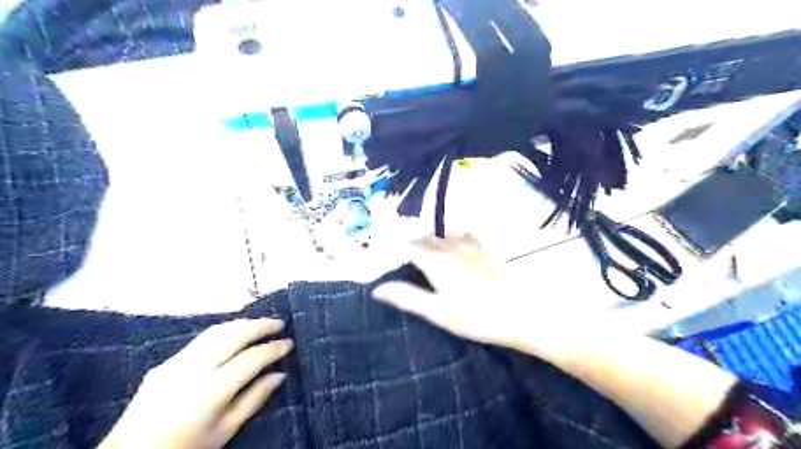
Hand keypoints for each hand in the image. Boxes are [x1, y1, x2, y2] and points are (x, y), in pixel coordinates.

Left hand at [99, 319, 293, 448]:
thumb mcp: (225, 431)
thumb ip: (254, 399)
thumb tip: (279, 375)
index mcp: (211, 391)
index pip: (251, 359)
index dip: (273, 349)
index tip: (289, 343)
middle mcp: (193, 369)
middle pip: (234, 335)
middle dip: (260, 326)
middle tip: (280, 323)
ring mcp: (176, 363)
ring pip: (216, 331)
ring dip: (242, 323)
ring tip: (261, 323)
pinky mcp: (165, 363)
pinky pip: (201, 339)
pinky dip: (224, 331)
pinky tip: (233, 334)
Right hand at [371, 236, 536, 350]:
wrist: (525, 310)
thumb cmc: (478, 316)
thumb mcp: (439, 312)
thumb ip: (407, 297)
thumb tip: (377, 289)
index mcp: (436, 261)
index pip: (409, 245)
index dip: (398, 248)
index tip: (391, 256)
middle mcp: (451, 246)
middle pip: (426, 236)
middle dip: (414, 243)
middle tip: (408, 257)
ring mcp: (472, 245)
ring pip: (445, 232)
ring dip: (434, 238)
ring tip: (430, 251)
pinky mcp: (488, 248)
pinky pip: (467, 233)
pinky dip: (456, 235)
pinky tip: (460, 245)